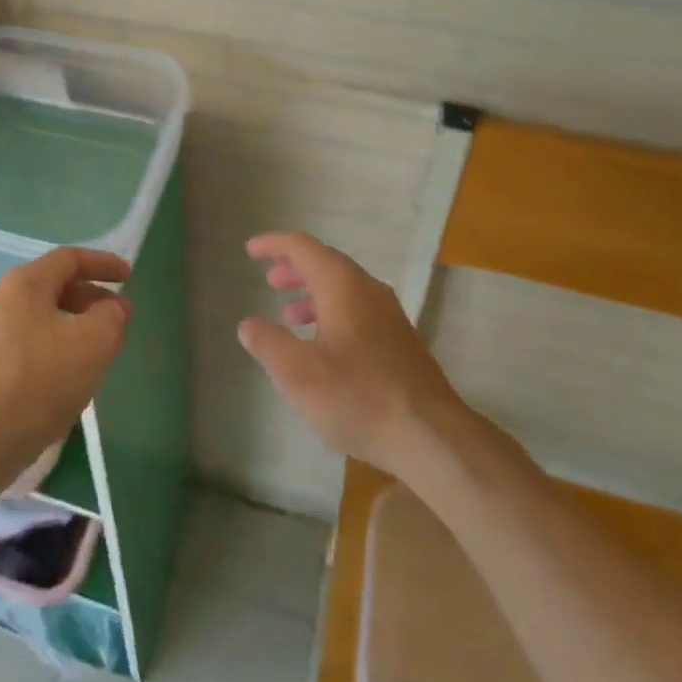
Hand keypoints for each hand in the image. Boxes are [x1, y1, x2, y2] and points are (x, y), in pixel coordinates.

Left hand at [0, 247, 130, 500]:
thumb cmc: (38, 382)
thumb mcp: (93, 344)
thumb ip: (110, 317)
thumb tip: (111, 307)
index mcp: (25, 284)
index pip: (69, 259)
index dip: (103, 263)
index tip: (129, 277)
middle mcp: (1, 301)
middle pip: (54, 287)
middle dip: (90, 299)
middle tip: (118, 319)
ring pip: (42, 321)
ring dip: (74, 329)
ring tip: (99, 353)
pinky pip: (29, 348)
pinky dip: (55, 352)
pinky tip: (68, 382)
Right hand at [239, 231, 471, 478]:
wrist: (432, 437)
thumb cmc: (358, 397)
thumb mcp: (297, 374)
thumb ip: (268, 344)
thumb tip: (249, 325)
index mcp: (342, 285)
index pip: (303, 247)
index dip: (274, 245)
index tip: (251, 250)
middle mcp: (368, 290)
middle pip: (326, 264)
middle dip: (294, 268)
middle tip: (270, 280)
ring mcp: (389, 316)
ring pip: (344, 289)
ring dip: (313, 294)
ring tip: (289, 315)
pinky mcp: (400, 342)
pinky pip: (358, 310)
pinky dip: (332, 313)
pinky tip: (323, 346)